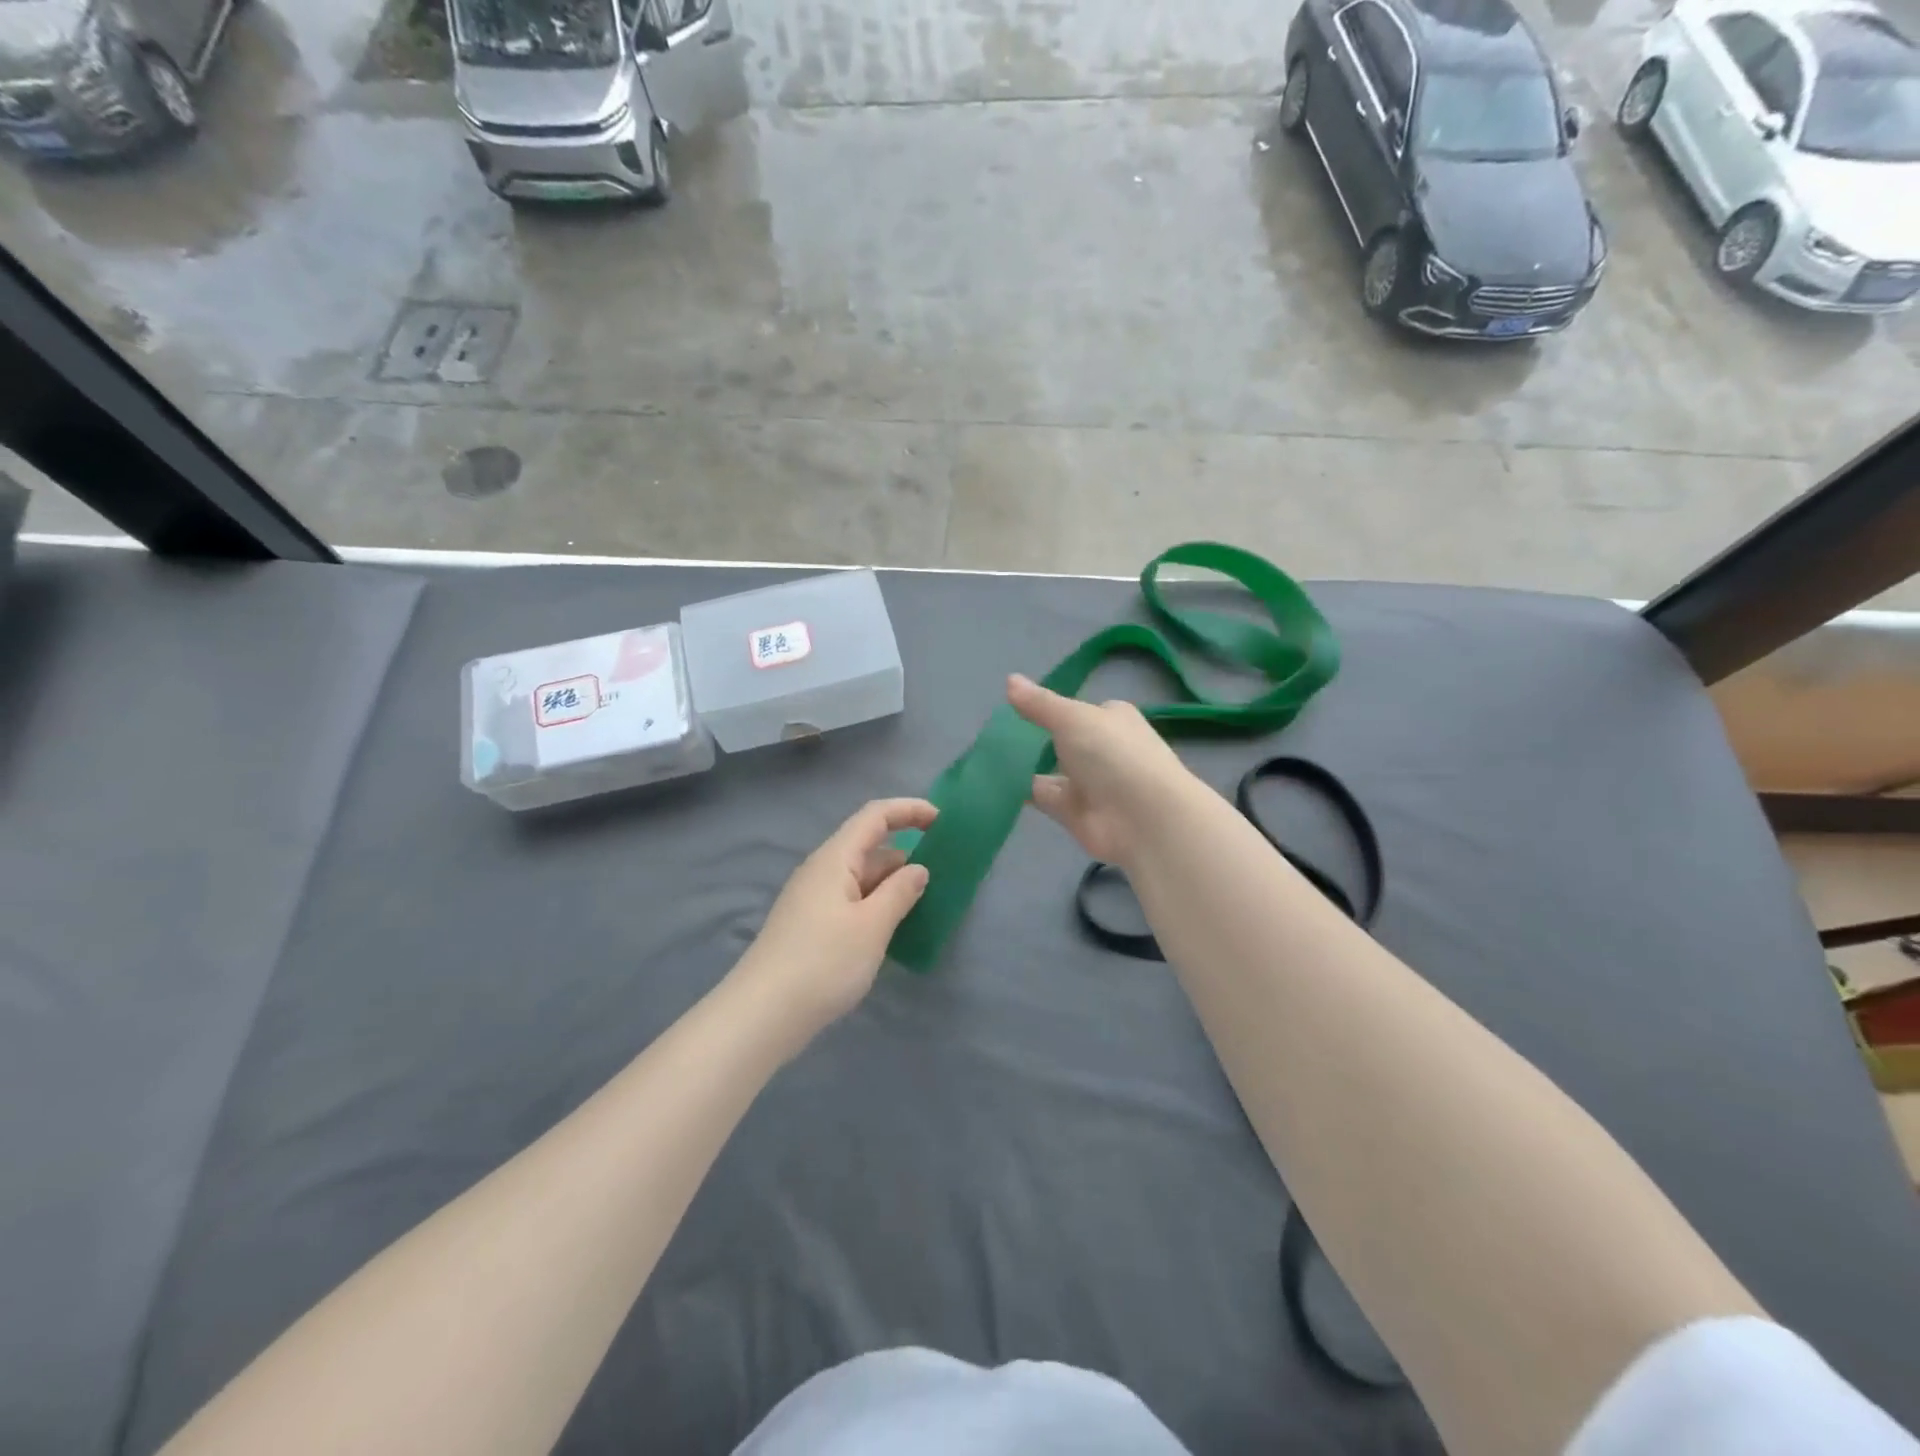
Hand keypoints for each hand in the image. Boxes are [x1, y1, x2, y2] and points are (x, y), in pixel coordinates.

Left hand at [734, 798, 936, 1043]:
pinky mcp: (811, 925)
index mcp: (835, 858)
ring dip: (893, 885)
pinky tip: (893, 930)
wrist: (763, 1014)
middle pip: (869, 847)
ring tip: (926, 905)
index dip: (909, 810)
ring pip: (862, 878)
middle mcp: (822, 871)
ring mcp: (813, 899)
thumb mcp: (872, 926)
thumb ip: (900, 892)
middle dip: (907, 855)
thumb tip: (918, 869)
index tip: (943, 821)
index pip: (875, 816)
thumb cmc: (823, 962)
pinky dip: (877, 906)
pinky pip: (852, 901)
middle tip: (944, 876)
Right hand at [1008, 673, 1194, 866]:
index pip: (1082, 710)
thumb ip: (1039, 703)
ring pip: (1050, 770)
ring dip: (1024, 765)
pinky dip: (1019, 791)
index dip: (1054, 709)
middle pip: (1064, 741)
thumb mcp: (1072, 718)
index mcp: (1113, 720)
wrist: (1143, 819)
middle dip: (1035, 738)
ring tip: (982, 754)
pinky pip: (1042, 796)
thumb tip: (1010, 679)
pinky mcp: (1074, 812)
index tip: (1019, 705)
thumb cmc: (1113, 755)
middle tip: (993, 730)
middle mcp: (1103, 750)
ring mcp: (1090, 783)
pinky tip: (989, 782)